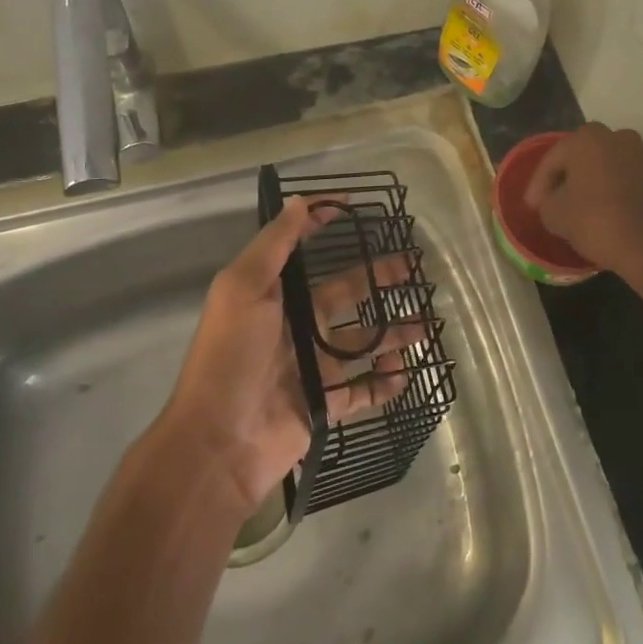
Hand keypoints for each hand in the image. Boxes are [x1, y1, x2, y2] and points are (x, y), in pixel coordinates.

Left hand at [159, 197, 419, 513]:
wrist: (218, 442)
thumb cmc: (231, 356)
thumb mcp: (244, 288)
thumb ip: (275, 245)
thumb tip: (299, 201)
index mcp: (273, 295)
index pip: (303, 252)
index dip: (322, 226)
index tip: (355, 208)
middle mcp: (295, 325)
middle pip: (345, 293)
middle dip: (378, 279)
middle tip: (414, 269)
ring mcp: (311, 366)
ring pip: (361, 341)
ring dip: (392, 332)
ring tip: (424, 324)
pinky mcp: (324, 404)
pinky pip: (362, 389)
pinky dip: (384, 383)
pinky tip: (405, 372)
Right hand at [523, 122, 642, 281]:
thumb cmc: (594, 221)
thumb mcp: (553, 213)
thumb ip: (546, 199)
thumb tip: (551, 200)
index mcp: (587, 138)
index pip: (554, 158)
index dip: (539, 183)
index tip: (532, 206)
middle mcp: (617, 137)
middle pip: (583, 156)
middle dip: (569, 176)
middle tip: (556, 200)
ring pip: (609, 165)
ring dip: (596, 181)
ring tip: (584, 205)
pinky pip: (630, 179)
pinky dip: (618, 190)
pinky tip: (610, 210)